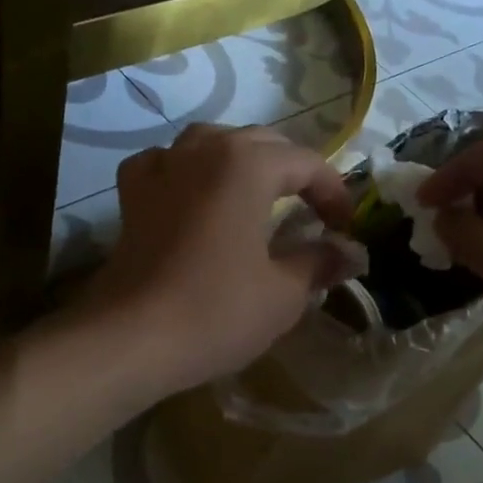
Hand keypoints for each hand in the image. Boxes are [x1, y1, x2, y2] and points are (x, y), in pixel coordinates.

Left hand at [83, 124, 353, 396]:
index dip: (334, 193)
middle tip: (312, 212)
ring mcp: (161, 168)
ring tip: (258, 194)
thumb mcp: (283, 293)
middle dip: (293, 172)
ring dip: (241, 162)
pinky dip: (185, 172)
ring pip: (211, 144)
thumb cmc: (216, 311)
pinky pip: (164, 165)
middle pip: (260, 144)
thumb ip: (319, 261)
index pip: (306, 163)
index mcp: (246, 164)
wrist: (131, 339)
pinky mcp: (132, 196)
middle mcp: (202, 150)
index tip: (346, 229)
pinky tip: (191, 194)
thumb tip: (351, 252)